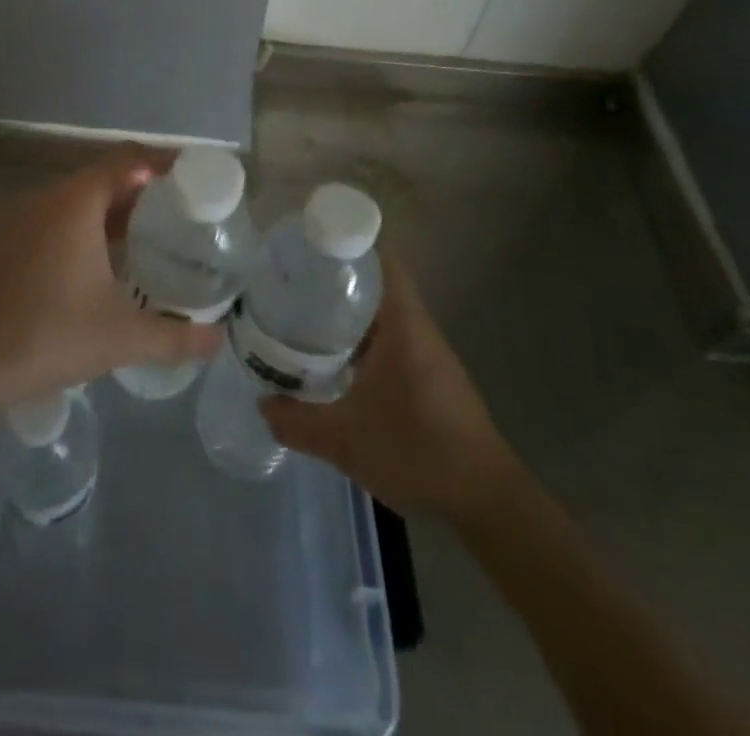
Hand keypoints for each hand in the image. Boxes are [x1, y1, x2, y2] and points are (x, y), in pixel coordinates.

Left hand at [0, 145, 223, 409]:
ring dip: (108, 213)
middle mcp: (44, 200)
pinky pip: (49, 222)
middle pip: (101, 178)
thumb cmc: (46, 337)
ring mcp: (15, 220)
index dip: (162, 162)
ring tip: (142, 240)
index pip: (127, 160)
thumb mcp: (120, 338)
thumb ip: (175, 337)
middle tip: (176, 214)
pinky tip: (92, 268)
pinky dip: (79, 231)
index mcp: (75, 203)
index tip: (192, 176)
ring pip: (73, 202)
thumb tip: (218, 342)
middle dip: (140, 192)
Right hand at [261, 253, 515, 521]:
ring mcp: (426, 356)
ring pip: (381, 317)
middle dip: (335, 281)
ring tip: (302, 318)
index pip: (382, 261)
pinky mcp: (430, 380)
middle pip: (376, 285)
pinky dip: (361, 343)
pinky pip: (389, 343)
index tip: (310, 247)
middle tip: (292, 284)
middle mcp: (417, 330)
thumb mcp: (345, 440)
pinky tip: (333, 364)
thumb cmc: (418, 453)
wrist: (487, 504)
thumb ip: (298, 422)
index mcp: (403, 325)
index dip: (349, 244)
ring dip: (347, 315)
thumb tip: (262, 405)